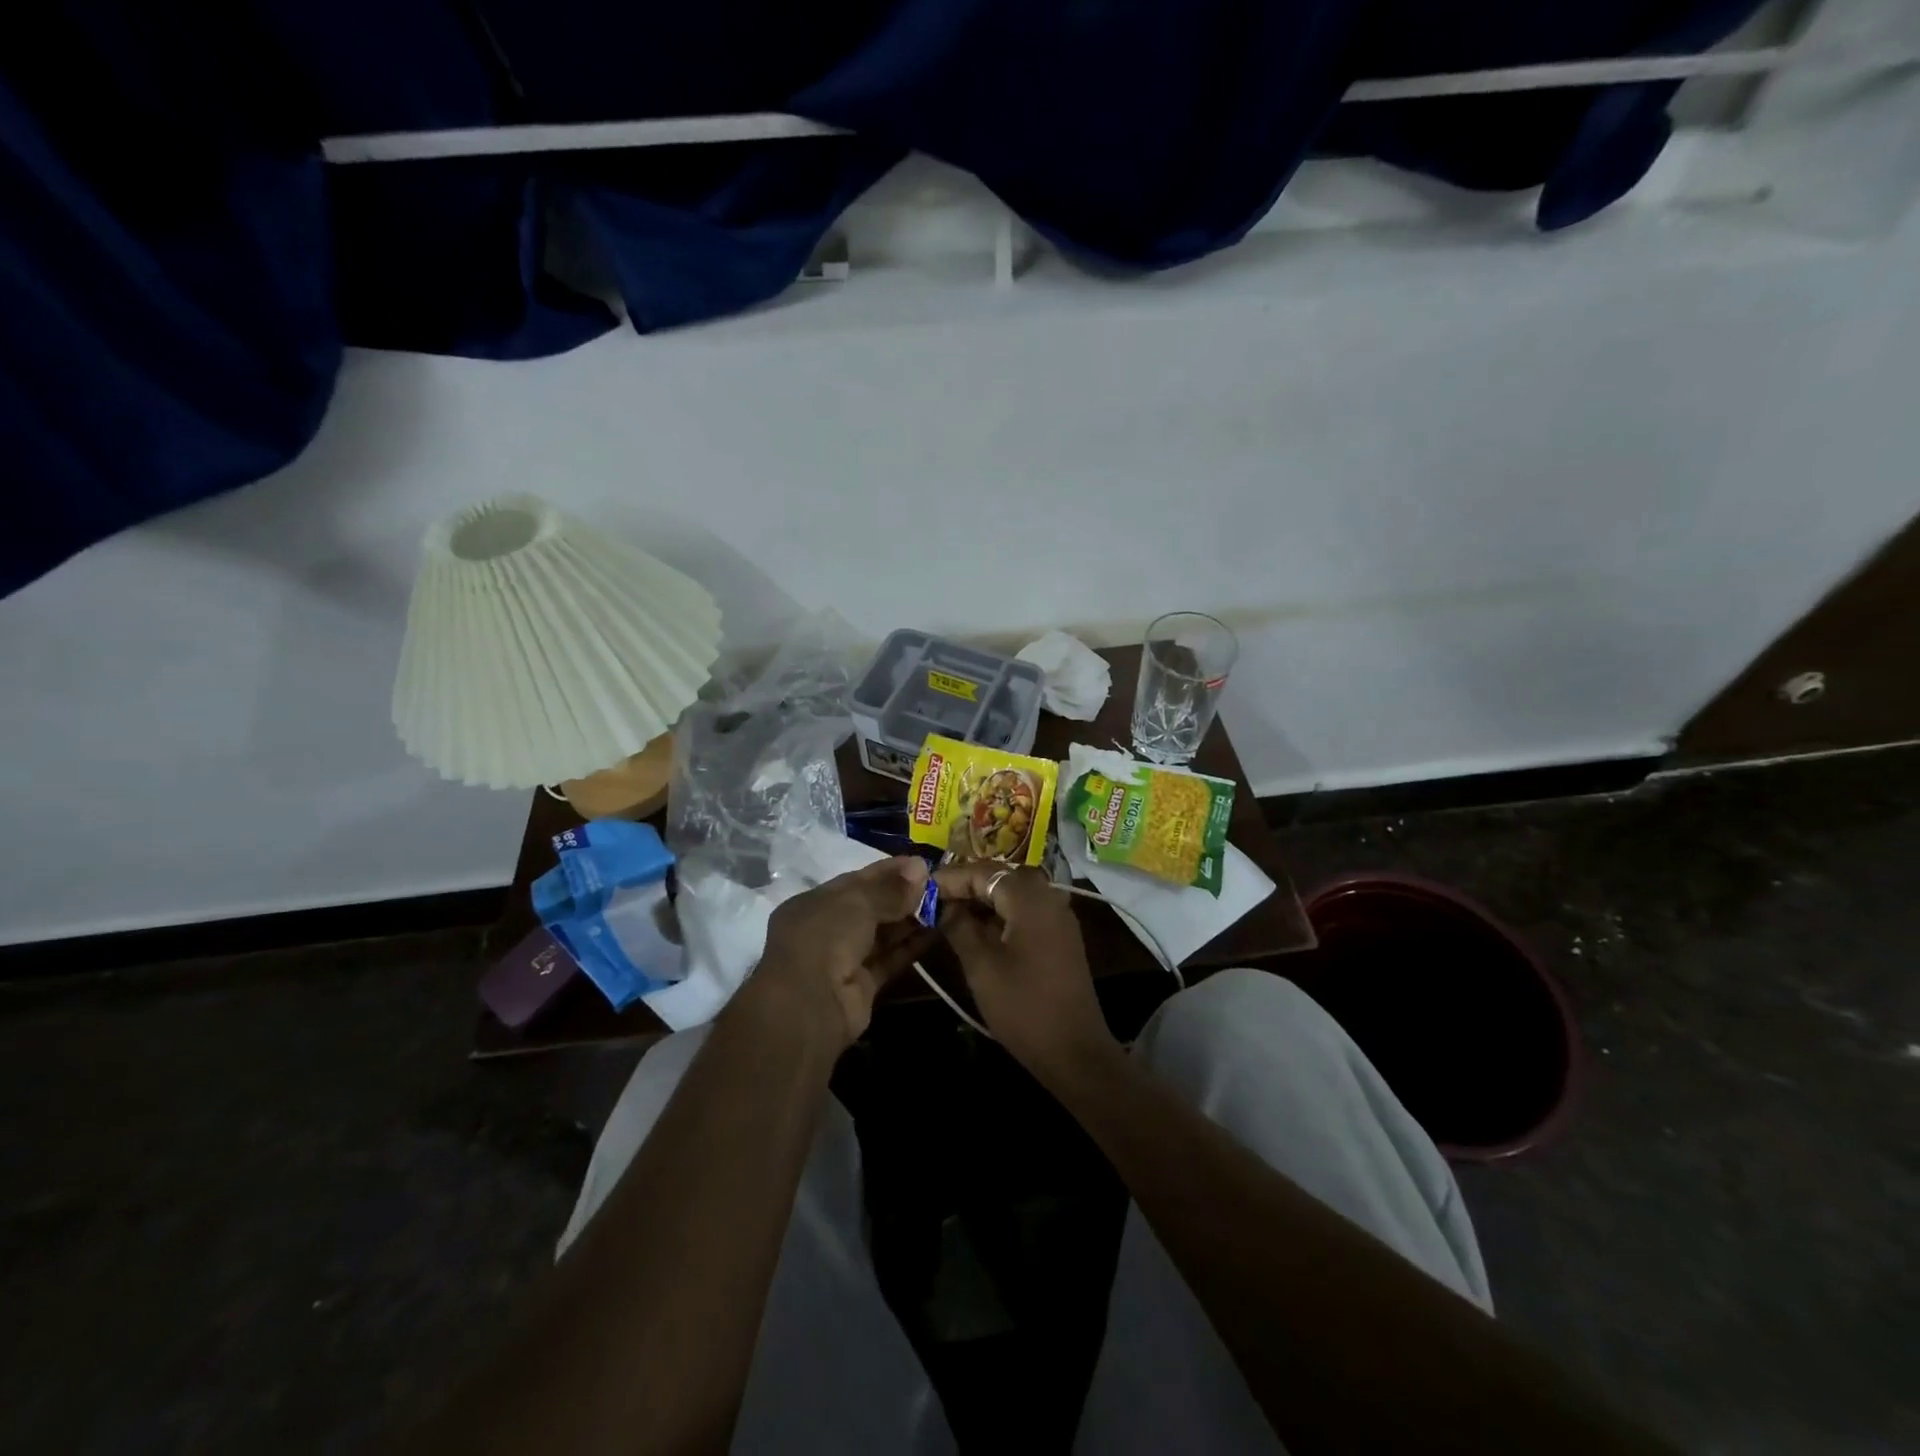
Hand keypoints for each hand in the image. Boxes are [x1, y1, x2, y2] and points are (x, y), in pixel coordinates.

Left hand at [748, 856, 932, 1047]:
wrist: (809, 1005)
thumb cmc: (825, 937)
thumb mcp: (857, 902)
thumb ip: (890, 888)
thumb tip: (920, 866)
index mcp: (815, 903)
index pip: (857, 881)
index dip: (889, 871)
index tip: (922, 864)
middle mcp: (827, 929)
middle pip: (871, 907)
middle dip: (903, 896)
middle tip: (941, 885)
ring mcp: (844, 960)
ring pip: (883, 934)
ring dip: (911, 921)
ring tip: (944, 905)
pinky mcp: (862, 986)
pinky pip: (890, 960)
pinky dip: (911, 947)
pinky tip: (937, 932)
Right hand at [932, 864, 1119, 1082]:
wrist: (1074, 1051)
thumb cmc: (1023, 1006)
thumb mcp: (980, 965)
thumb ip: (959, 926)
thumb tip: (943, 904)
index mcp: (1029, 897)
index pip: (983, 872)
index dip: (950, 878)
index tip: (921, 888)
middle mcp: (1049, 896)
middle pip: (1002, 877)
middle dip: (968, 885)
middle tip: (935, 899)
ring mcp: (1059, 916)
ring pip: (1015, 893)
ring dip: (985, 899)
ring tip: (951, 913)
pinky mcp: (1062, 936)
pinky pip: (1027, 910)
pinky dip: (1002, 912)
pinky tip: (980, 930)